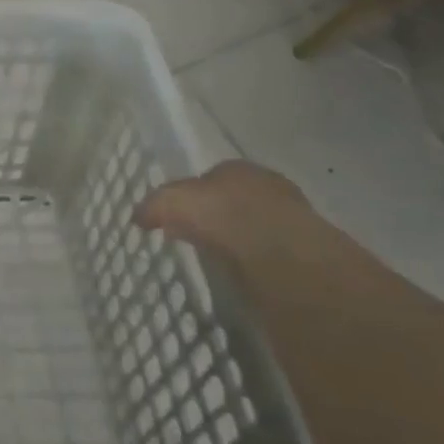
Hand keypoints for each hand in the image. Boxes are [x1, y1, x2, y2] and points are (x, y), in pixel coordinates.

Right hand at [141, 159, 328, 263]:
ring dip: (240, 241)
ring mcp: (292, 217)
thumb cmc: (223, 214)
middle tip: (197, 240)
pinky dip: (257, 263)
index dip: (191, 197)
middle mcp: (266, 185)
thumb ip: (153, 206)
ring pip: (255, 226)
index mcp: (236, 167)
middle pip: (233, 200)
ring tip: (221, 262)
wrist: (281, 254)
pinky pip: (271, 254)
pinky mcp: (306, 251)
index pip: (208, 178)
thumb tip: (137, 216)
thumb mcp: (172, 203)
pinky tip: (245, 276)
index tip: (177, 219)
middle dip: (216, 217)